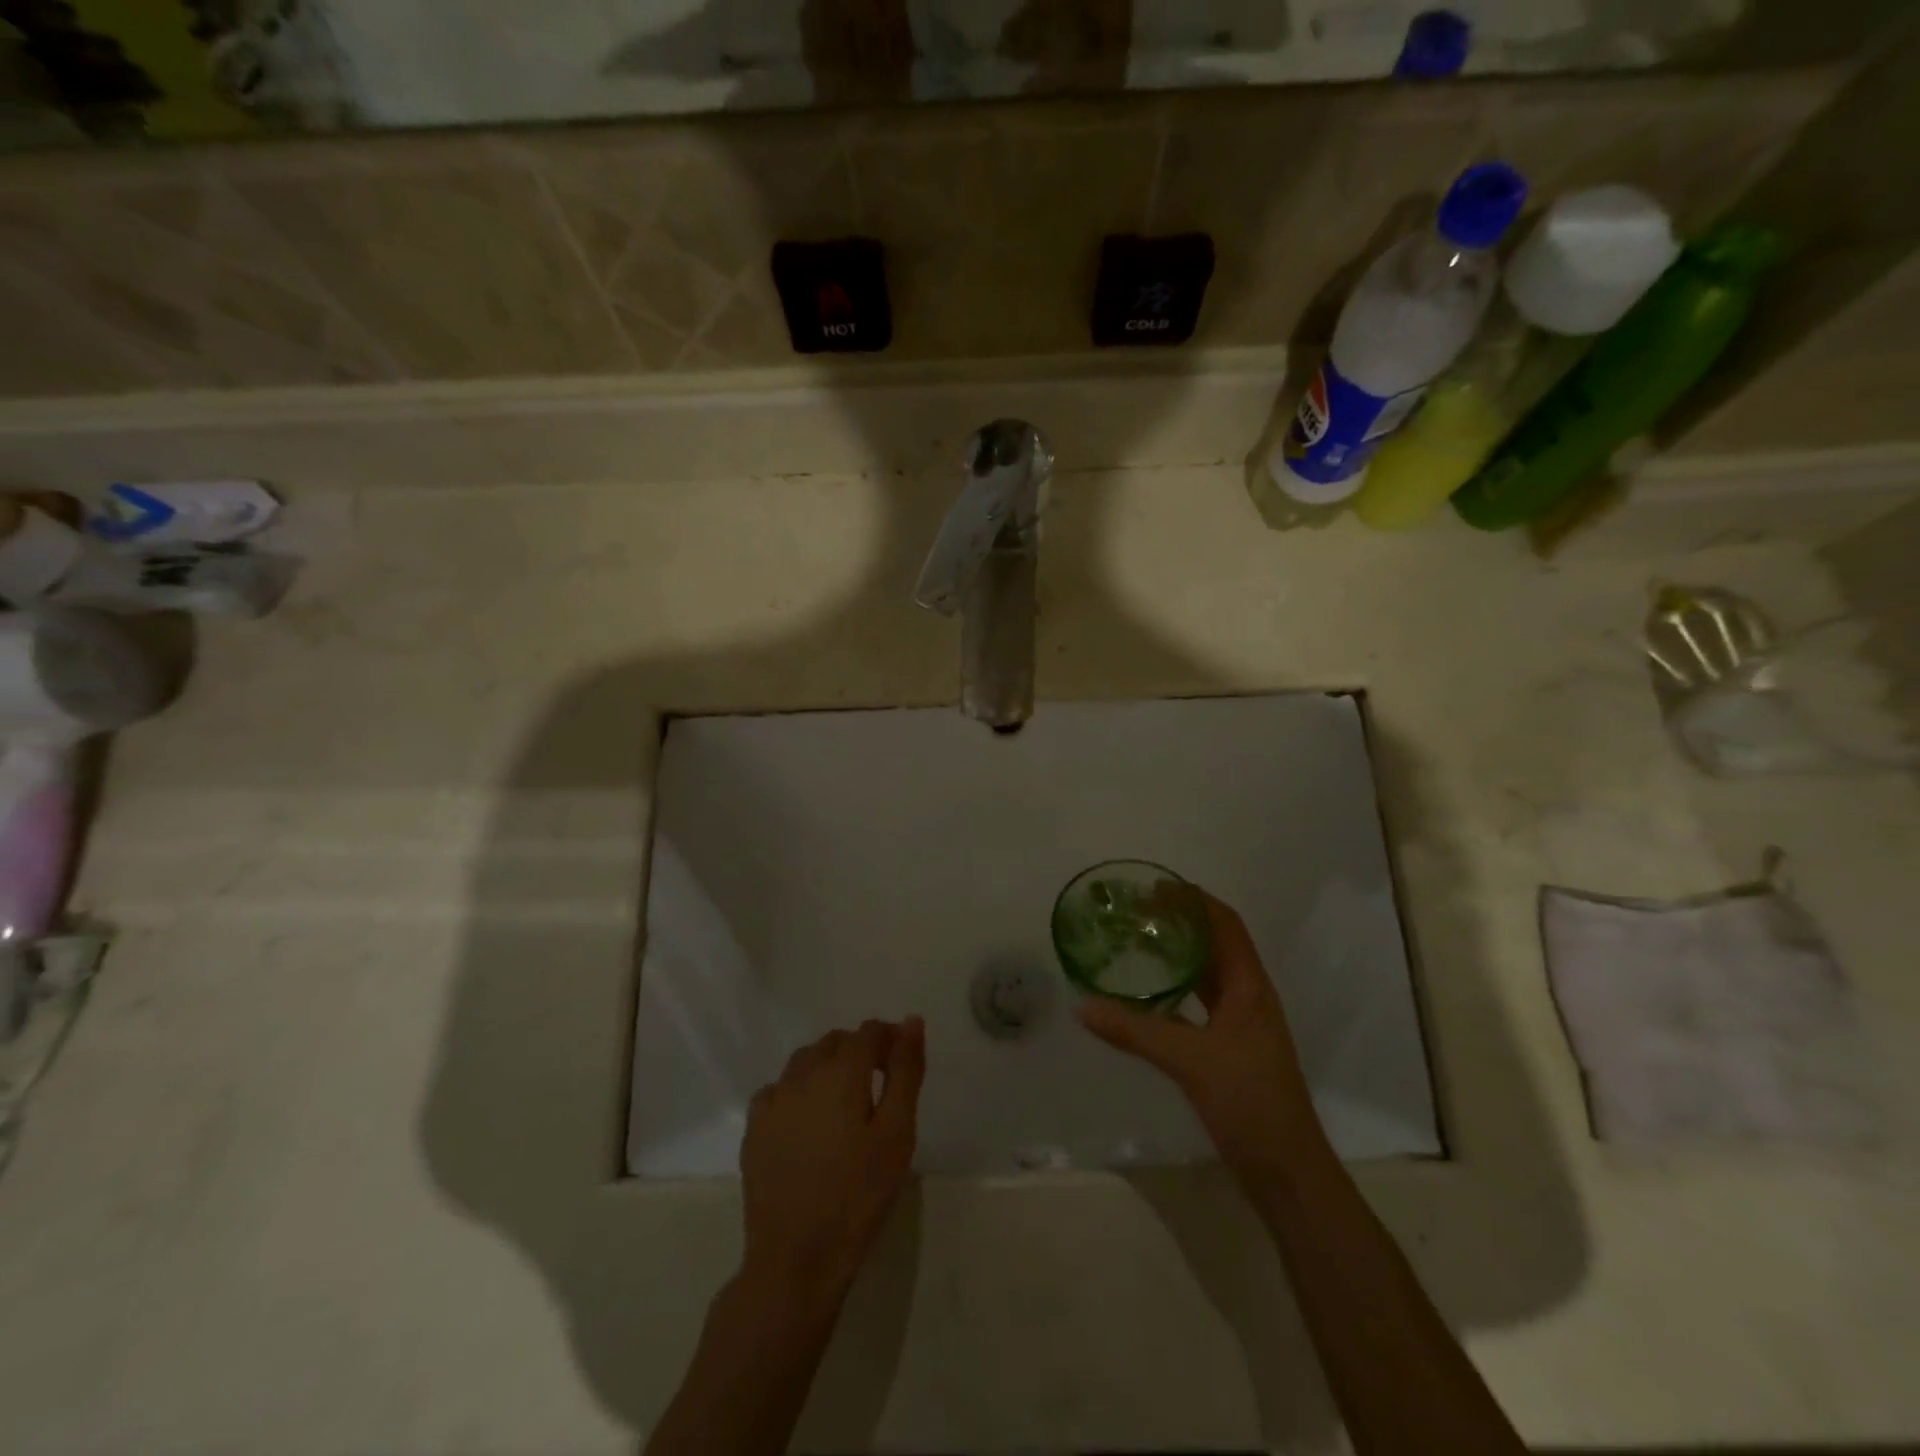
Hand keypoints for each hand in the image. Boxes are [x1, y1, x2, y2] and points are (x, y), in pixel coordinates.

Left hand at [740, 1018, 925, 1308]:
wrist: (797, 1258)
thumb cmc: (859, 1194)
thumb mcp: (897, 1133)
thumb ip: (905, 1071)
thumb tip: (911, 1021)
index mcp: (841, 1071)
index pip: (868, 1032)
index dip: (888, 1039)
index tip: (901, 1064)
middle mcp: (802, 1073)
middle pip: (836, 1042)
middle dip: (859, 1051)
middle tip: (878, 1086)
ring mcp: (773, 1099)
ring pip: (805, 1061)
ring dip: (828, 1067)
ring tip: (845, 1103)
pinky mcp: (754, 1127)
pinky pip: (779, 1089)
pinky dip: (798, 1092)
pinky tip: (808, 1122)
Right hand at [1077, 892, 1320, 1178]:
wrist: (1286, 1169)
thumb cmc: (1248, 1101)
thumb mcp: (1188, 1060)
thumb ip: (1134, 1031)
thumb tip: (1082, 1006)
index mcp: (1249, 986)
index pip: (1225, 924)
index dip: (1195, 900)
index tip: (1156, 886)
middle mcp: (1249, 995)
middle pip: (1216, 943)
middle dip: (1181, 922)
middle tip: (1137, 911)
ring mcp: (1242, 1022)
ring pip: (1208, 973)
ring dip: (1179, 953)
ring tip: (1138, 940)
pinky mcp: (1231, 1045)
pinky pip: (1201, 1001)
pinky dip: (1177, 987)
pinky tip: (1148, 993)